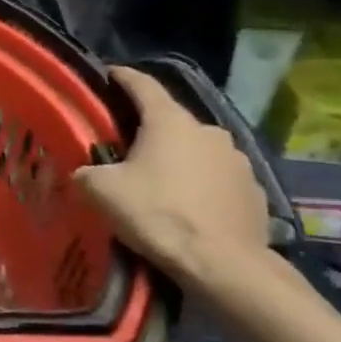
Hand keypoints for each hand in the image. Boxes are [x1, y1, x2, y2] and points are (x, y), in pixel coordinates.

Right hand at [74, 68, 270, 292]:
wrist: (224, 266)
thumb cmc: (158, 214)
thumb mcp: (100, 191)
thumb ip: (87, 172)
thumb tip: (86, 173)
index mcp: (169, 121)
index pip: (142, 84)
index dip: (123, 77)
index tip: (109, 74)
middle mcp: (208, 130)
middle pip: (171, 120)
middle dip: (149, 129)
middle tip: (126, 146)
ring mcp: (237, 160)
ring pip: (197, 150)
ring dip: (179, 159)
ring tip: (161, 181)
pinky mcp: (254, 191)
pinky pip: (218, 178)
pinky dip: (202, 184)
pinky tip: (190, 206)